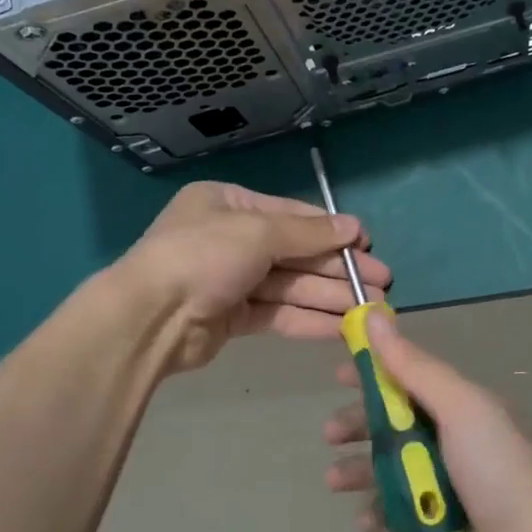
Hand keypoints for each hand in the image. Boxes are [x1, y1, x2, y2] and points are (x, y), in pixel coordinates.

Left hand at [118, 182, 391, 373]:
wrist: (150, 318)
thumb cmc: (203, 256)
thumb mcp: (258, 232)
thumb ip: (308, 233)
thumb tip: (354, 228)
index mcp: (229, 204)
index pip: (292, 214)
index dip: (332, 231)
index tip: (367, 245)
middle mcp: (230, 237)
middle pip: (296, 252)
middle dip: (338, 269)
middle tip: (382, 282)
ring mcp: (231, 279)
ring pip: (291, 285)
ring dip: (331, 296)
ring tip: (373, 309)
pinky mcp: (232, 317)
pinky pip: (278, 313)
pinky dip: (309, 318)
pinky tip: (342, 327)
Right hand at [322, 313, 531, 531]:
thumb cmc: (498, 472)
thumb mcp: (459, 408)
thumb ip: (414, 366)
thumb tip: (374, 315)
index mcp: (464, 408)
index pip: (411, 379)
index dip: (375, 373)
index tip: (339, 374)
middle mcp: (457, 442)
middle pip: (397, 424)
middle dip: (360, 424)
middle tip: (330, 434)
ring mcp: (451, 487)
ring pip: (394, 469)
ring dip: (362, 470)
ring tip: (335, 481)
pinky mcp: (445, 528)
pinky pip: (402, 514)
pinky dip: (381, 513)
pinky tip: (366, 519)